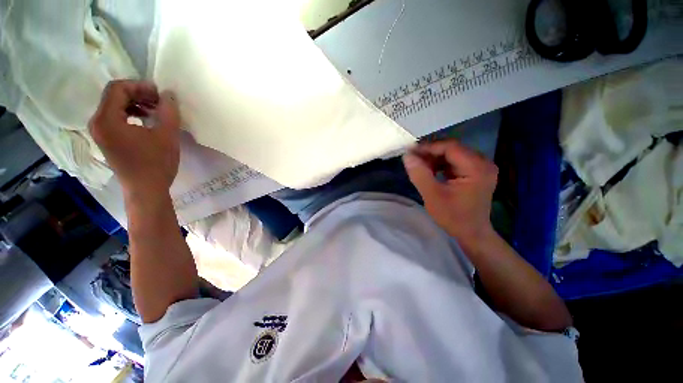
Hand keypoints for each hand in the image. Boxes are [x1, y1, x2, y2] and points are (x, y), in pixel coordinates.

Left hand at [89, 80, 179, 199]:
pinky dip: (131, 114)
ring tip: (156, 112)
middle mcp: (97, 122)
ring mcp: (100, 132)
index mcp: (107, 119)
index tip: (159, 94)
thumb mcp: (167, 136)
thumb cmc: (156, 164)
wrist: (146, 190)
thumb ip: (168, 111)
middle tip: (160, 102)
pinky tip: (147, 122)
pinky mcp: (106, 140)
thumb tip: (168, 94)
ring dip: (136, 104)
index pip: (117, 88)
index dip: (139, 86)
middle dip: (139, 94)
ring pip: (115, 106)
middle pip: (114, 96)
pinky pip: (115, 118)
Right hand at [403, 140, 497, 246]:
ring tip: (419, 166)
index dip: (429, 147)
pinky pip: (455, 162)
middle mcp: (483, 163)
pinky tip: (430, 171)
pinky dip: (440, 164)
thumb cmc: (453, 217)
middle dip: (431, 153)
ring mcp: (481, 167)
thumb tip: (407, 156)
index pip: (451, 147)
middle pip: (453, 149)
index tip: (410, 152)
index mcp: (477, 168)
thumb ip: (419, 174)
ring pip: (453, 154)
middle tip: (413, 159)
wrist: (472, 233)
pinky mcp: (476, 172)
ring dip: (434, 158)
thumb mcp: (433, 196)